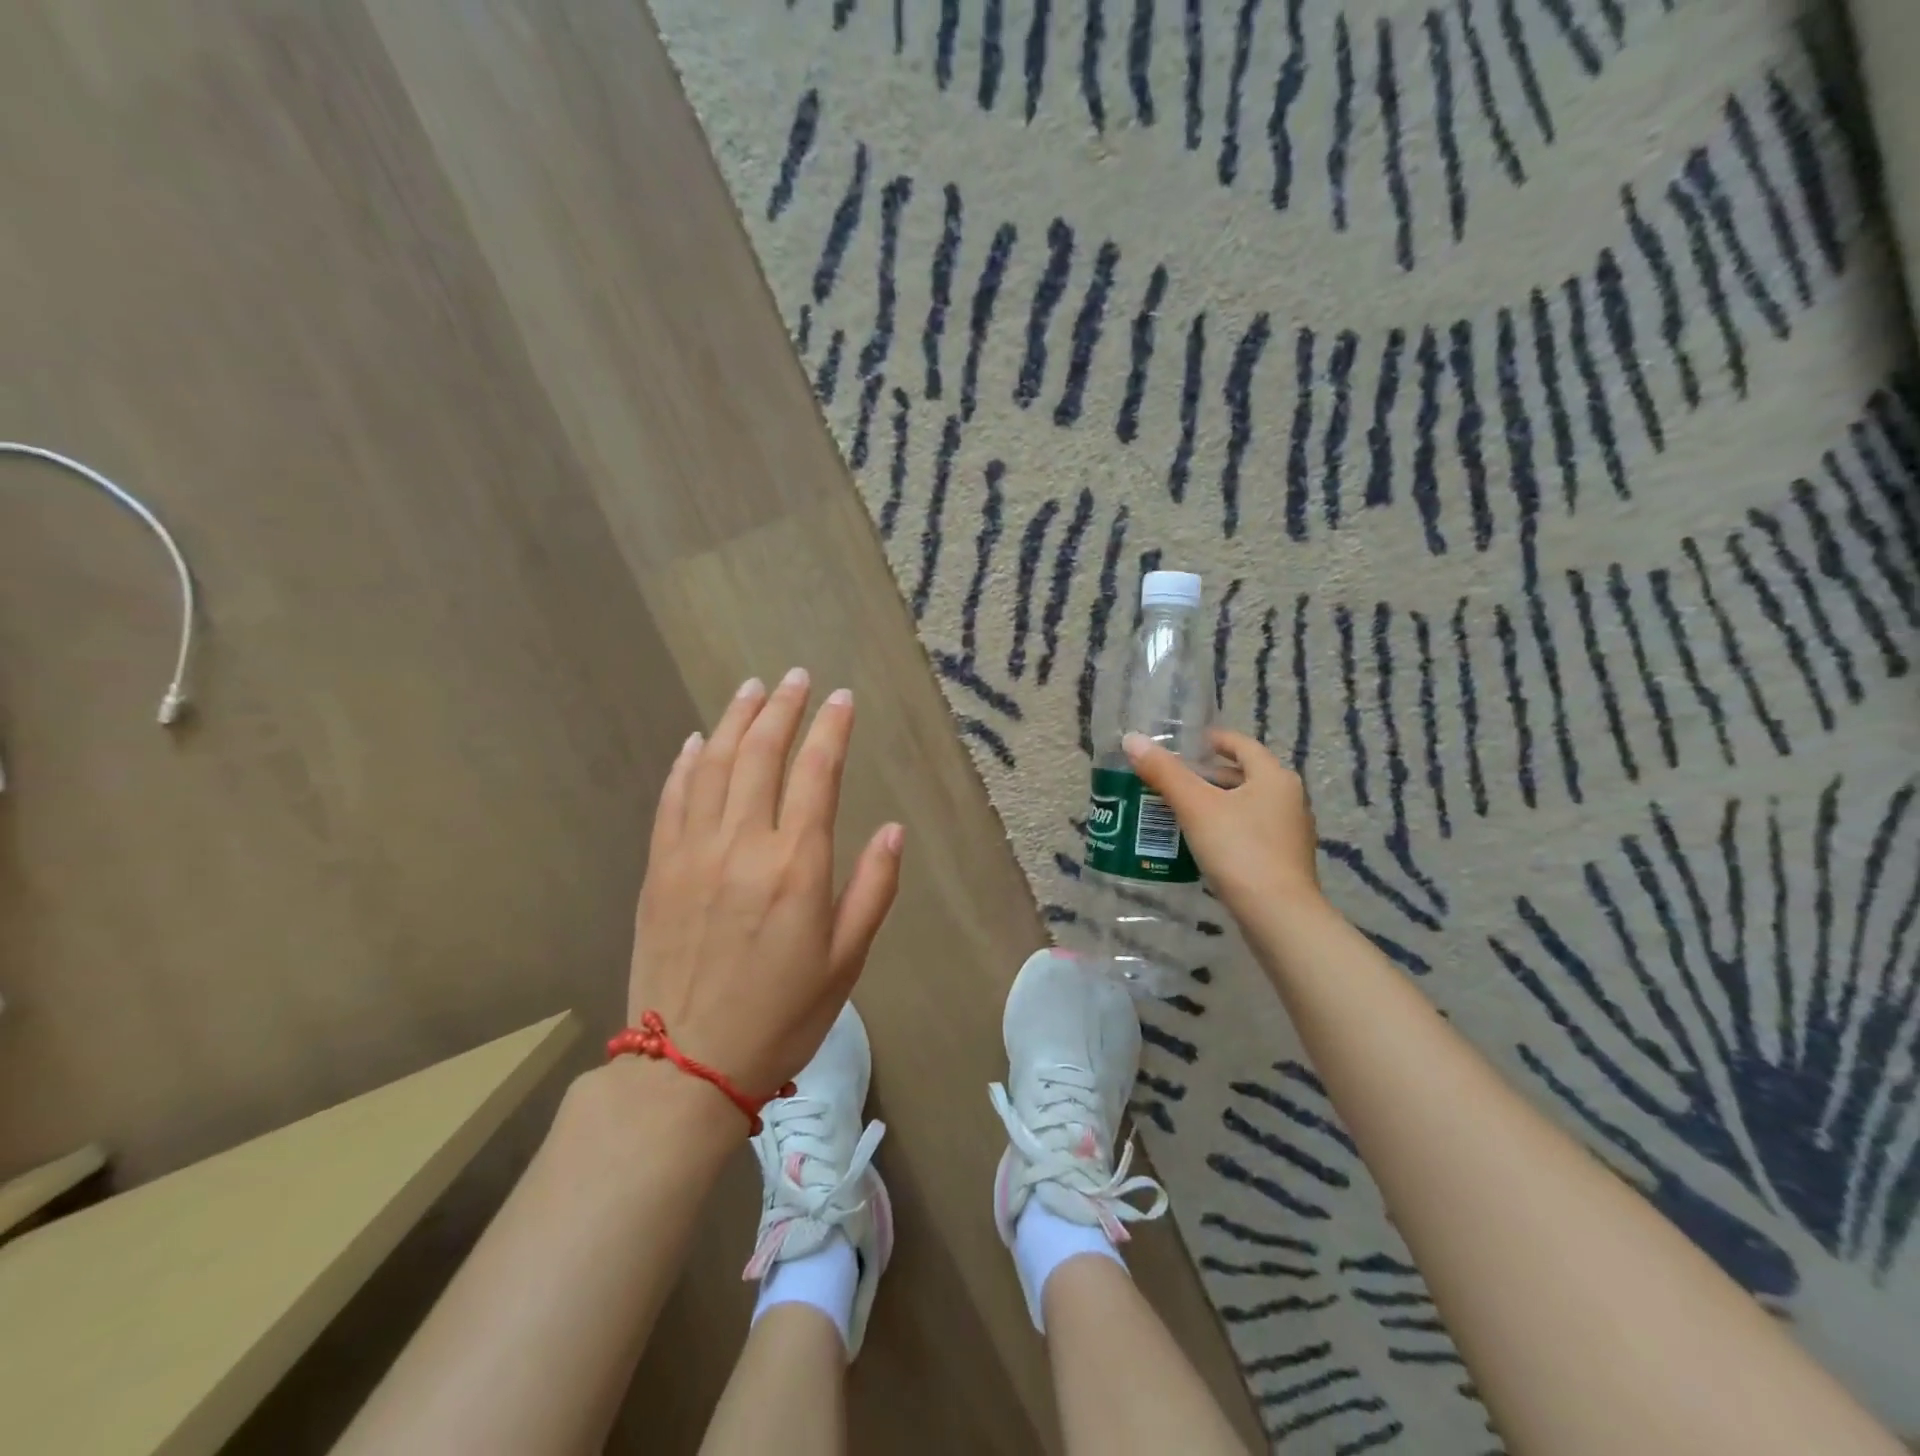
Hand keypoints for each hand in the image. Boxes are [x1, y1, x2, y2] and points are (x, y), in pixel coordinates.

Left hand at [629, 669, 903, 1099]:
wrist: (687, 1066)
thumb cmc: (782, 1015)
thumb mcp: (847, 960)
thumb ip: (873, 888)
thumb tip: (891, 829)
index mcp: (796, 866)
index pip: (817, 773)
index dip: (831, 729)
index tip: (842, 698)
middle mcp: (742, 845)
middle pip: (761, 754)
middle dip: (783, 708)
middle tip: (797, 678)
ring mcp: (693, 853)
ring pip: (714, 765)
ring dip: (735, 720)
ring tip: (753, 689)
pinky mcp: (660, 869)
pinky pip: (673, 799)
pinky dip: (687, 762)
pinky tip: (700, 740)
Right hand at [1123, 729, 1321, 922]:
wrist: (1278, 916)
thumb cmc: (1239, 850)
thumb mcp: (1195, 807)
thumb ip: (1164, 772)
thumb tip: (1132, 739)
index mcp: (1274, 777)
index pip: (1241, 744)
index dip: (1212, 740)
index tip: (1184, 744)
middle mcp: (1289, 799)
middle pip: (1243, 776)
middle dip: (1207, 776)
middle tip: (1170, 780)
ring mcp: (1290, 832)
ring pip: (1246, 806)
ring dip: (1214, 804)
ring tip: (1177, 810)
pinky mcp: (1284, 861)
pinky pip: (1250, 832)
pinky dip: (1225, 829)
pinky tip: (1199, 843)